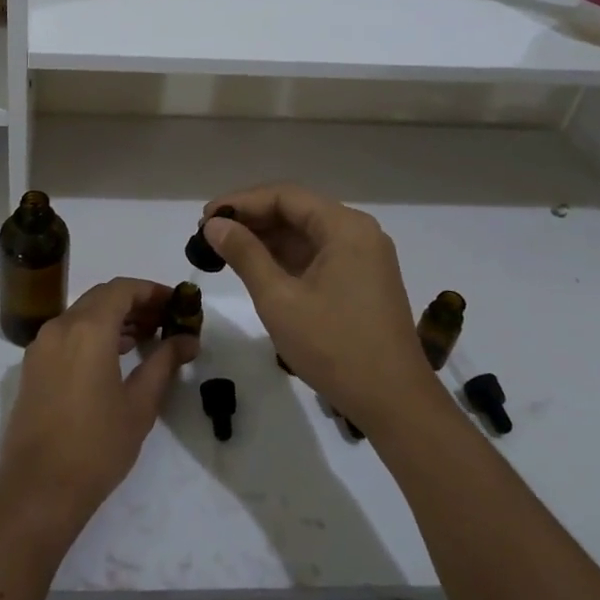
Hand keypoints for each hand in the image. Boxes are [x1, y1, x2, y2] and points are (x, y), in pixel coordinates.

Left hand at [0, 279, 196, 538]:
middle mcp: (59, 327)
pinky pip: (66, 334)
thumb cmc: (97, 446)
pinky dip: (92, 333)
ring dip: (113, 318)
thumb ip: (164, 362)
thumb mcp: (140, 404)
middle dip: (135, 303)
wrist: (38, 489)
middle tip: (165, 320)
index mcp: (87, 329)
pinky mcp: (32, 367)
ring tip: (146, 338)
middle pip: (101, 297)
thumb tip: (187, 339)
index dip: (152, 290)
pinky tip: (114, 356)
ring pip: (82, 314)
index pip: (122, 289)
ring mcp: (41, 347)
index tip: (177, 302)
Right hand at [202, 185, 437, 436]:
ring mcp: (363, 257)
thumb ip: (245, 254)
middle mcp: (358, 232)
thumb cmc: (334, 347)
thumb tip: (214, 224)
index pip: (285, 196)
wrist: (394, 402)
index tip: (205, 218)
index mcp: (345, 227)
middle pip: (297, 210)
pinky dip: (285, 257)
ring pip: (305, 233)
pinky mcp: (362, 279)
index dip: (241, 202)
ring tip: (224, 250)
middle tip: (210, 235)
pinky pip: (317, 254)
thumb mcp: (279, 299)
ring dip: (266, 238)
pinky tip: (255, 267)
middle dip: (251, 219)